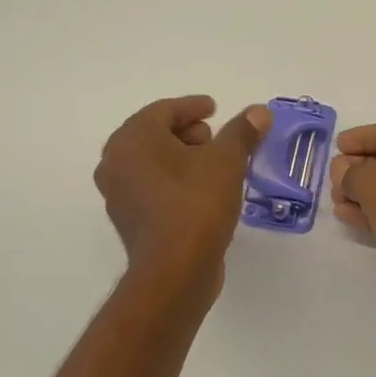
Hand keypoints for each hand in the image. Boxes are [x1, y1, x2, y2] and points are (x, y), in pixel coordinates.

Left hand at [95, 96, 270, 284]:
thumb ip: (242, 132)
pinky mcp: (129, 220)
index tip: (215, 108)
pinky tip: (202, 191)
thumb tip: (259, 111)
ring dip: (181, 158)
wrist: (175, 270)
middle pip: (153, 134)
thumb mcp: (227, 160)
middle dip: (187, 132)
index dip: (192, 106)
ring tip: (214, 165)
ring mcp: (118, 194)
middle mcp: (116, 162)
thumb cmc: (197, 203)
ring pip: (152, 163)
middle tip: (216, 138)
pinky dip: (174, 181)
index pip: (163, 110)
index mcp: (133, 139)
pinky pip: (152, 188)